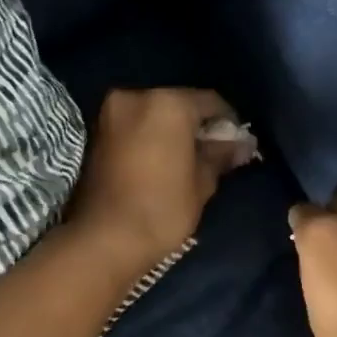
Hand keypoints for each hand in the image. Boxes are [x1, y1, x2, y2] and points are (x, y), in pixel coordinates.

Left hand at [65, 89, 249, 276]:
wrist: (103, 239)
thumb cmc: (162, 209)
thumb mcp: (202, 183)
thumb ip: (220, 155)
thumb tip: (241, 144)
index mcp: (168, 103)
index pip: (211, 102)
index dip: (229, 122)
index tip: (237, 145)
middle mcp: (136, 97)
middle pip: (179, 104)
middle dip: (196, 125)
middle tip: (212, 153)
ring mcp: (111, 113)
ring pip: (153, 114)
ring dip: (170, 131)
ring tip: (185, 160)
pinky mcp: (96, 132)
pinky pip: (133, 126)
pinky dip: (148, 137)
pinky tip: (159, 161)